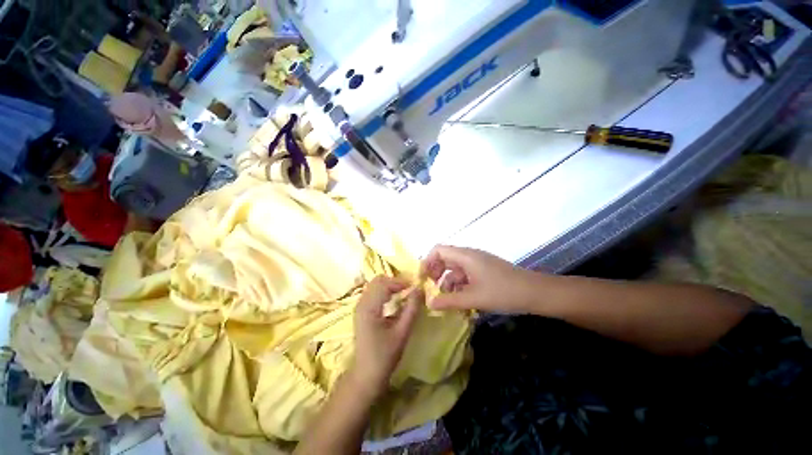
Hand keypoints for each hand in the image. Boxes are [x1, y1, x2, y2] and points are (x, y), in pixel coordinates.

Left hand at [350, 276, 421, 399]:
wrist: (366, 374)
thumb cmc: (385, 356)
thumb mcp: (402, 333)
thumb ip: (411, 309)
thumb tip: (420, 289)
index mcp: (369, 308)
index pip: (384, 284)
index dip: (400, 282)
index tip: (415, 286)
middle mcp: (361, 303)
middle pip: (378, 280)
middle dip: (395, 281)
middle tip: (409, 288)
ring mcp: (360, 306)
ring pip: (375, 284)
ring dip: (390, 285)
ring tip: (404, 293)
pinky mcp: (362, 310)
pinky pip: (373, 292)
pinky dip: (385, 291)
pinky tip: (395, 299)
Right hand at [421, 245, 538, 312]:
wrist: (535, 293)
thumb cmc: (503, 292)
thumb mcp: (473, 298)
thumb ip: (449, 301)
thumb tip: (429, 304)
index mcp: (465, 256)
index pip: (438, 250)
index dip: (427, 261)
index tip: (423, 278)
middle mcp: (469, 256)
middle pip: (445, 259)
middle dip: (436, 274)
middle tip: (431, 290)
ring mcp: (477, 263)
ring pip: (455, 269)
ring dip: (448, 283)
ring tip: (446, 301)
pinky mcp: (484, 271)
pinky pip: (465, 276)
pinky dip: (459, 286)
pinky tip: (460, 301)